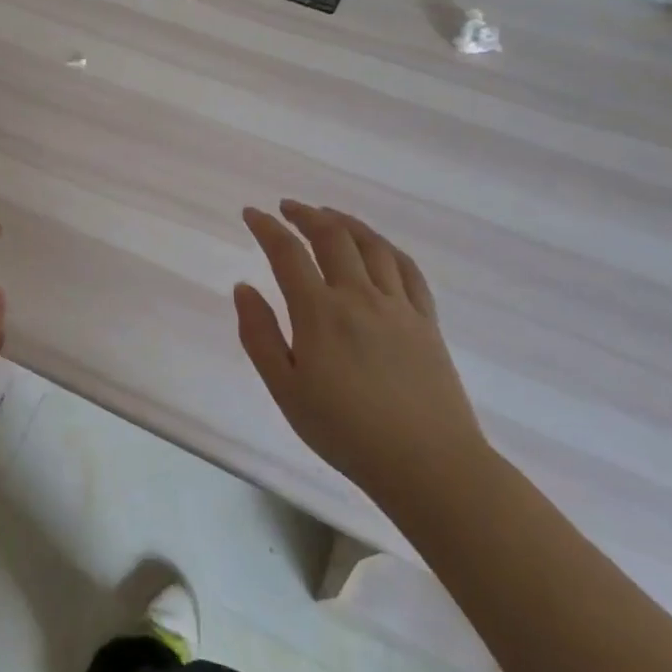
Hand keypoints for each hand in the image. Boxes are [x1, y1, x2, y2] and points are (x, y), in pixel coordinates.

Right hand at [234, 200, 491, 514]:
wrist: (428, 464)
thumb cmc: (345, 431)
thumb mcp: (285, 389)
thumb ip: (260, 335)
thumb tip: (243, 287)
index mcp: (320, 313)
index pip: (288, 254)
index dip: (267, 228)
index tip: (251, 214)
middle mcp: (360, 297)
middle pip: (333, 238)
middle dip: (306, 215)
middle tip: (287, 208)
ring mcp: (399, 307)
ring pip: (373, 246)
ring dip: (346, 223)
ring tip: (329, 215)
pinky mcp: (427, 322)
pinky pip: (408, 270)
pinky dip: (387, 248)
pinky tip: (378, 246)